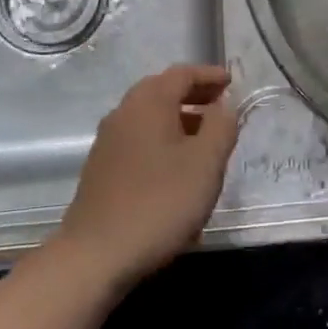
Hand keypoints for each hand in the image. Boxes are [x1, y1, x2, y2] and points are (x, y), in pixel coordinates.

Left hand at [54, 64, 240, 287]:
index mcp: (149, 103)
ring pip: (149, 117)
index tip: (231, 82)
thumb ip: (221, 127)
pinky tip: (176, 167)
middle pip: (162, 91)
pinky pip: (139, 139)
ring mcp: (108, 141)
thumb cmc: (159, 202)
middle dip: (193, 94)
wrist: (96, 255)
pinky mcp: (102, 168)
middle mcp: (124, 113)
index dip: (209, 75)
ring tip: (204, 139)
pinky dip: (162, 139)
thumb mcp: (205, 163)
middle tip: (220, 106)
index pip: (182, 74)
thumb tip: (224, 106)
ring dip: (178, 119)